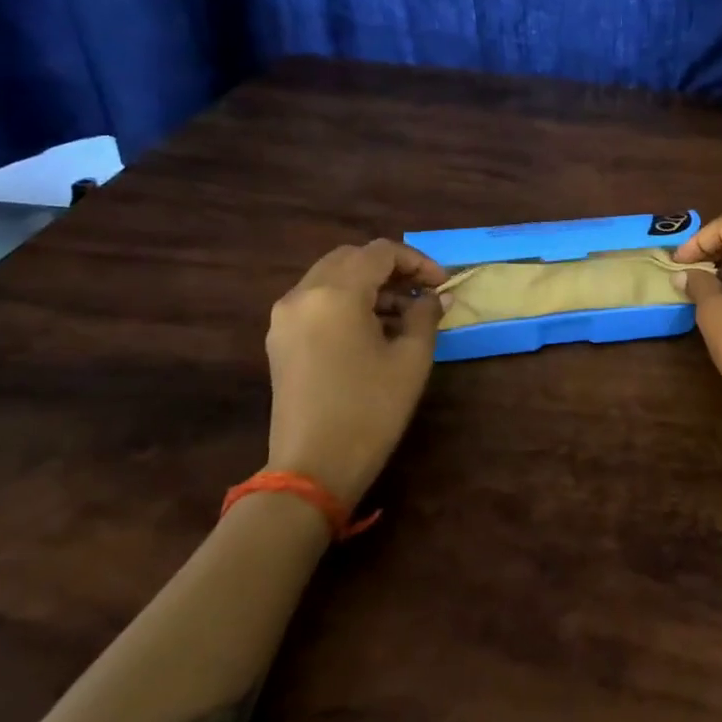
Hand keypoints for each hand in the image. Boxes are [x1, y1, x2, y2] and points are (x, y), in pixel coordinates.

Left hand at [264, 239, 447, 507]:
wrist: (312, 468)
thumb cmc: (370, 409)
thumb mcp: (411, 359)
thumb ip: (425, 315)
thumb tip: (435, 297)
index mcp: (335, 293)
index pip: (380, 252)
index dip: (417, 261)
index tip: (441, 285)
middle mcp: (302, 295)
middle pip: (351, 258)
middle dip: (391, 268)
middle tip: (422, 291)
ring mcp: (285, 318)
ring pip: (331, 278)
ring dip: (369, 285)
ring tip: (403, 314)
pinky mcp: (280, 341)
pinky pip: (317, 301)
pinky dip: (347, 302)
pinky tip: (373, 329)